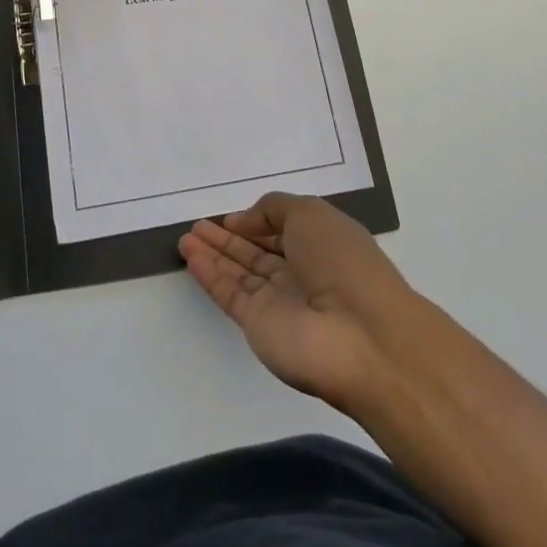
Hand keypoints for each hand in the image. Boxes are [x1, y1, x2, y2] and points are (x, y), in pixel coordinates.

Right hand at [179, 193, 417, 415]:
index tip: (227, 216)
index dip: (255, 222)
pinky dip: (209, 275)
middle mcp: (301, 273)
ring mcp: (279, 302)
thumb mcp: (310, 214)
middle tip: (197, 225)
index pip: (282, 231)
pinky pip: (229, 294)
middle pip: (257, 252)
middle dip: (228, 238)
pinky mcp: (259, 326)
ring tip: (186, 237)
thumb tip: (246, 220)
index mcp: (321, 244)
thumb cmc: (342, 261)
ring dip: (213, 254)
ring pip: (240, 273)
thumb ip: (273, 209)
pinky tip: (190, 256)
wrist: (361, 336)